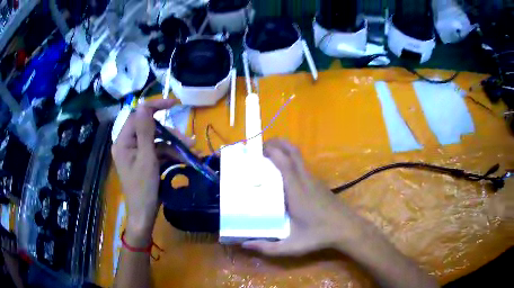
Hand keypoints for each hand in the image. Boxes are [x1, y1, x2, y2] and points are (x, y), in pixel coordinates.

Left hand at [112, 99, 191, 245]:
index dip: (154, 107)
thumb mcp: (146, 159)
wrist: (144, 216)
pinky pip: (158, 152)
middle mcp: (128, 145)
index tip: (174, 103)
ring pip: (157, 141)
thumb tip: (143, 105)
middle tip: (189, 141)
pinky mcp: (144, 162)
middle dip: (171, 134)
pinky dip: (171, 155)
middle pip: (150, 129)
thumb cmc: (143, 189)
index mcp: (123, 142)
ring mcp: (137, 154)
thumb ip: (145, 131)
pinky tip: (185, 159)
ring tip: (192, 153)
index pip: (137, 115)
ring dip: (174, 146)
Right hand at [242, 139, 365, 255]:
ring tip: (267, 154)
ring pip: (298, 157)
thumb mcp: (292, 246)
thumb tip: (245, 244)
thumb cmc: (319, 236)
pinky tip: (282, 172)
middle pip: (292, 152)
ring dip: (284, 150)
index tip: (255, 150)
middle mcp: (305, 181)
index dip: (270, 152)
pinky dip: (290, 160)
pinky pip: (302, 165)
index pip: (284, 164)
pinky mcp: (318, 183)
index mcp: (296, 192)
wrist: (347, 229)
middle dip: (277, 143)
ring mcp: (313, 180)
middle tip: (259, 146)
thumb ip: (268, 247)